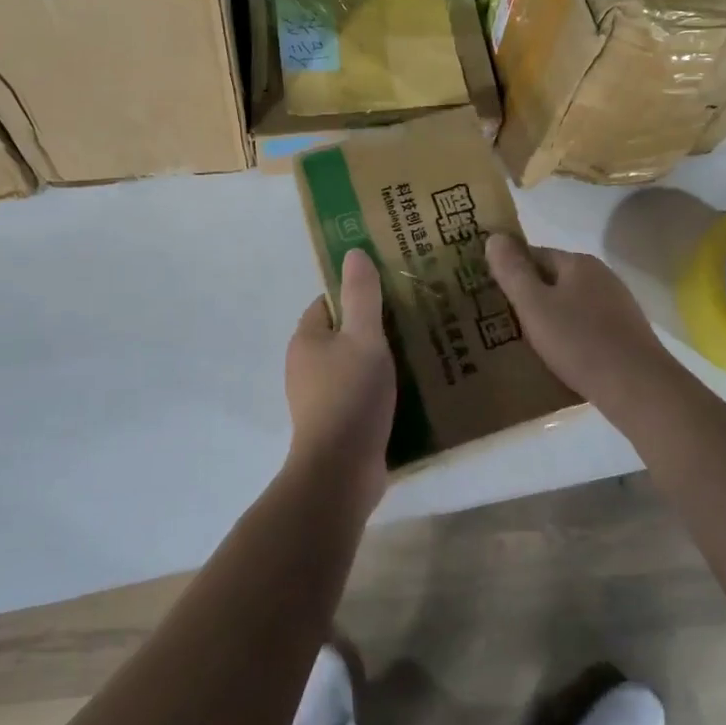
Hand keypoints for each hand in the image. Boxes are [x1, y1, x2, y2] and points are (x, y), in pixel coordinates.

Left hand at [285, 249, 396, 507]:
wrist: (341, 472)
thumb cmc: (351, 396)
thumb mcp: (364, 338)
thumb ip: (362, 296)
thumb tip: (353, 251)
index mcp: (306, 340)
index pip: (328, 302)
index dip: (356, 293)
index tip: (392, 290)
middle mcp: (306, 366)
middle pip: (342, 334)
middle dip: (373, 326)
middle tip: (413, 319)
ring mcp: (318, 397)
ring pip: (353, 365)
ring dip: (380, 359)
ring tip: (419, 351)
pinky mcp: (336, 423)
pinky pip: (359, 393)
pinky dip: (380, 387)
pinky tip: (410, 389)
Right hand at [485, 234, 679, 407]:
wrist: (637, 387)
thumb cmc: (579, 342)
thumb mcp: (534, 306)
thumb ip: (512, 271)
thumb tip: (494, 237)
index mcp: (579, 263)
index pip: (535, 254)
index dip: (510, 270)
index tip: (490, 293)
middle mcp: (602, 276)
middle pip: (554, 279)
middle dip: (529, 296)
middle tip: (502, 320)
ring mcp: (617, 305)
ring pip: (571, 305)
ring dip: (550, 318)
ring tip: (526, 343)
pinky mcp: (626, 334)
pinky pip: (587, 327)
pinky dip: (570, 336)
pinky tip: (560, 357)